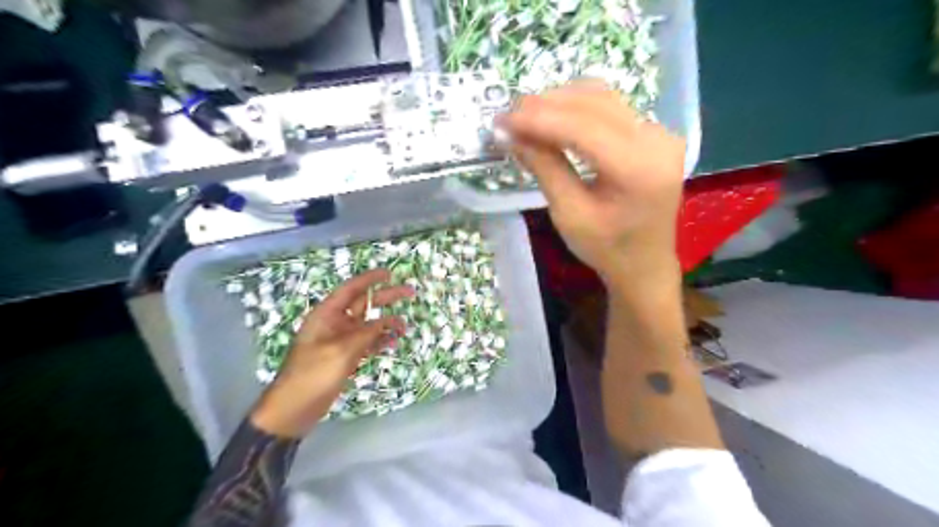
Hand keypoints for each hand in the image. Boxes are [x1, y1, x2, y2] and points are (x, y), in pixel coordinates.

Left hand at [252, 270, 411, 437]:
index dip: (370, 279)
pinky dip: (380, 341)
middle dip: (386, 298)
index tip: (390, 273)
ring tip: (405, 327)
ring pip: (368, 325)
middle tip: (410, 293)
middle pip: (364, 304)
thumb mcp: (341, 351)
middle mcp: (334, 324)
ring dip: (386, 323)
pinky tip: (393, 343)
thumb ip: (366, 333)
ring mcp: (340, 341)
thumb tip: (387, 322)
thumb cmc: (312, 375)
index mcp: (327, 315)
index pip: (351, 289)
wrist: (293, 409)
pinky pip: (367, 342)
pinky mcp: (345, 356)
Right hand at [502, 82, 688, 288]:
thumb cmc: (606, 248)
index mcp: (638, 169)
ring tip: (524, 116)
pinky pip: (611, 107)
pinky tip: (552, 118)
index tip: (501, 121)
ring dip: (559, 101)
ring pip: (602, 98)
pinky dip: (577, 108)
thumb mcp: (568, 213)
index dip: (537, 119)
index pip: (582, 127)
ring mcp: (660, 133)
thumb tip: (510, 134)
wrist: (644, 263)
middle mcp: (657, 140)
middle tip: (507, 117)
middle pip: (593, 104)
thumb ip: (544, 167)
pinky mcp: (655, 133)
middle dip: (545, 106)